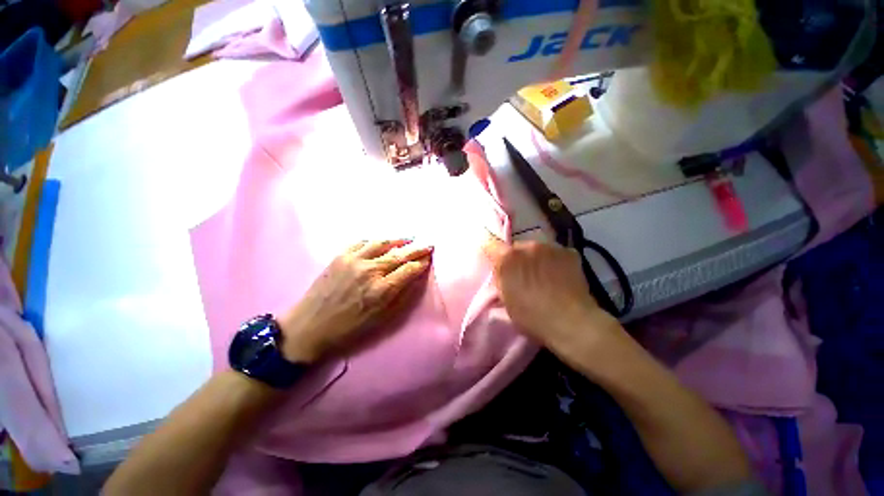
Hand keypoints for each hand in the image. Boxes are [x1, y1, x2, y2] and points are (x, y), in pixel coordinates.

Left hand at [279, 239, 432, 362]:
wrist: (311, 324)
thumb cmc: (347, 330)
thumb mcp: (378, 321)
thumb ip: (398, 299)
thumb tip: (412, 281)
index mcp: (381, 290)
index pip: (408, 270)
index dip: (421, 263)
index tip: (429, 259)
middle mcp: (370, 270)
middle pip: (398, 254)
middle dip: (415, 249)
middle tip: (427, 244)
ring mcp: (353, 260)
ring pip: (381, 243)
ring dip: (397, 240)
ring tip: (408, 238)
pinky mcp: (340, 256)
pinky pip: (361, 243)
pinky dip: (375, 241)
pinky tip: (380, 242)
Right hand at [483, 237, 622, 361]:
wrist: (571, 322)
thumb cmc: (533, 318)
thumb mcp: (506, 304)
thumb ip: (500, 284)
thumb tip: (498, 275)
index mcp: (508, 259)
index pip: (490, 244)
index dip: (490, 254)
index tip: (493, 265)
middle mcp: (529, 245)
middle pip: (517, 248)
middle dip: (518, 260)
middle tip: (521, 279)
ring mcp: (552, 247)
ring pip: (539, 250)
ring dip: (538, 260)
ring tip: (544, 280)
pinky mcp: (570, 253)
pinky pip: (557, 255)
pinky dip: (556, 263)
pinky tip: (561, 278)